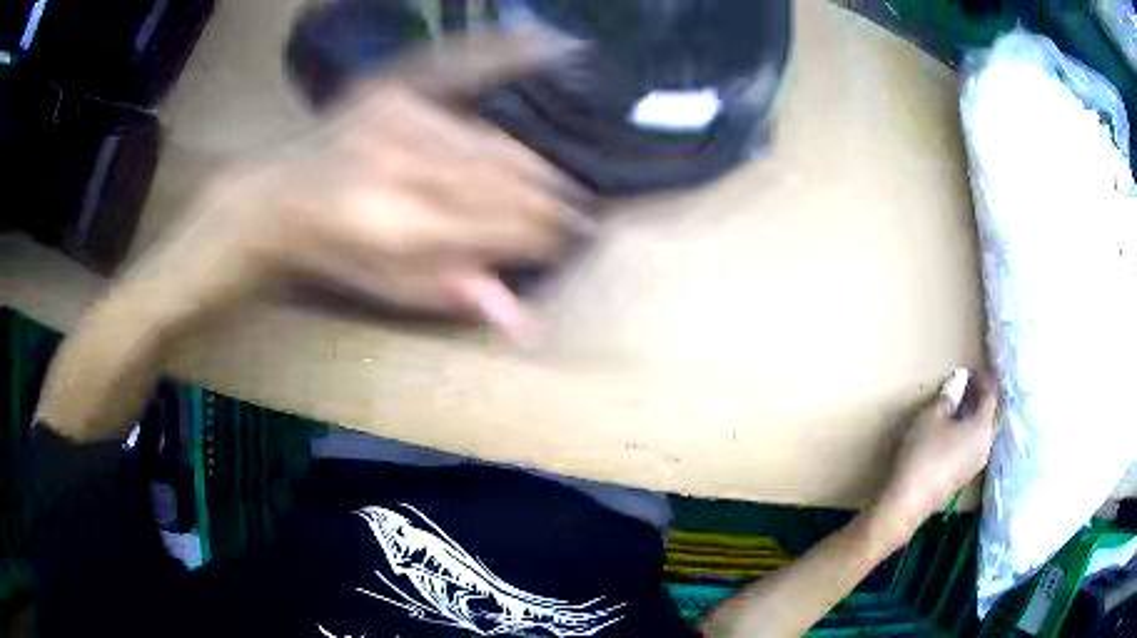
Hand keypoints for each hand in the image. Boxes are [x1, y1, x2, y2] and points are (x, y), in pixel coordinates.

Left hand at [124, 28, 587, 339]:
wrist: (276, 198)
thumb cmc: (332, 252)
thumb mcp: (386, 289)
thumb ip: (454, 293)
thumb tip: (523, 320)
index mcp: (396, 225)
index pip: (496, 225)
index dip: (540, 233)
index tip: (570, 238)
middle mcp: (400, 166)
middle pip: (498, 180)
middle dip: (546, 199)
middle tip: (579, 211)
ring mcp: (394, 118)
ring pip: (487, 140)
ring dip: (532, 164)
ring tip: (559, 180)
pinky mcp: (389, 86)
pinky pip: (457, 62)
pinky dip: (503, 51)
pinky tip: (547, 41)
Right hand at [876, 373, 998, 536]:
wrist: (908, 501)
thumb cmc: (922, 453)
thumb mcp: (932, 416)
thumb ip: (949, 395)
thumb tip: (960, 379)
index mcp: (983, 427)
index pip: (990, 395)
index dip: (982, 380)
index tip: (971, 370)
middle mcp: (987, 444)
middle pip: (991, 415)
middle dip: (983, 399)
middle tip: (969, 387)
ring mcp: (977, 463)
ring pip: (984, 432)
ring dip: (976, 417)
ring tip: (961, 407)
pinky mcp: (966, 476)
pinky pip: (975, 446)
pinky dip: (970, 433)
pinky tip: (956, 432)